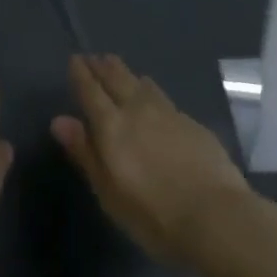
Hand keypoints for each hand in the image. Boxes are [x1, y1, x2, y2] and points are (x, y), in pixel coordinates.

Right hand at [51, 53, 251, 268]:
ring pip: (139, 81)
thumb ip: (85, 154)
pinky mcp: (190, 120)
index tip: (74, 60)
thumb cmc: (155, 216)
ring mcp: (166, 111)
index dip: (80, 73)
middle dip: (101, 66)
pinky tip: (151, 96)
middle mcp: (136, 108)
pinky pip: (161, 95)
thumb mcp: (110, 194)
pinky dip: (148, 89)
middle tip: (93, 58)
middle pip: (115, 77)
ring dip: (125, 72)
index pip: (90, 90)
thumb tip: (59, 120)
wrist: (217, 217)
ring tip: (117, 68)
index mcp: (111, 125)